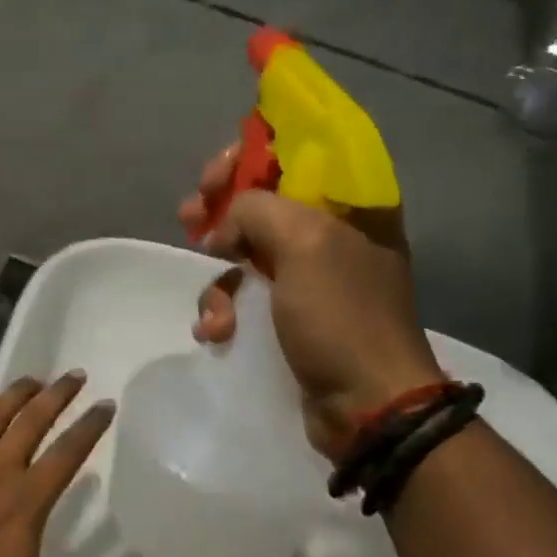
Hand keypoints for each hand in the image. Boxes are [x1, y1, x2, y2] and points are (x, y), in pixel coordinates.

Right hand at [177, 144, 441, 458]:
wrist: (367, 405)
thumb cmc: (341, 316)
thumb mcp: (303, 244)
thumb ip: (256, 210)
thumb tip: (223, 228)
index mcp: (349, 201)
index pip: (296, 150)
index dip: (249, 154)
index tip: (215, 178)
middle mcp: (331, 230)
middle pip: (262, 197)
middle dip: (219, 209)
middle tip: (190, 218)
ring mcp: (309, 275)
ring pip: (245, 249)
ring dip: (218, 276)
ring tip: (212, 309)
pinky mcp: (290, 313)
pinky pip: (245, 294)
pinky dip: (224, 310)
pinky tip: (217, 332)